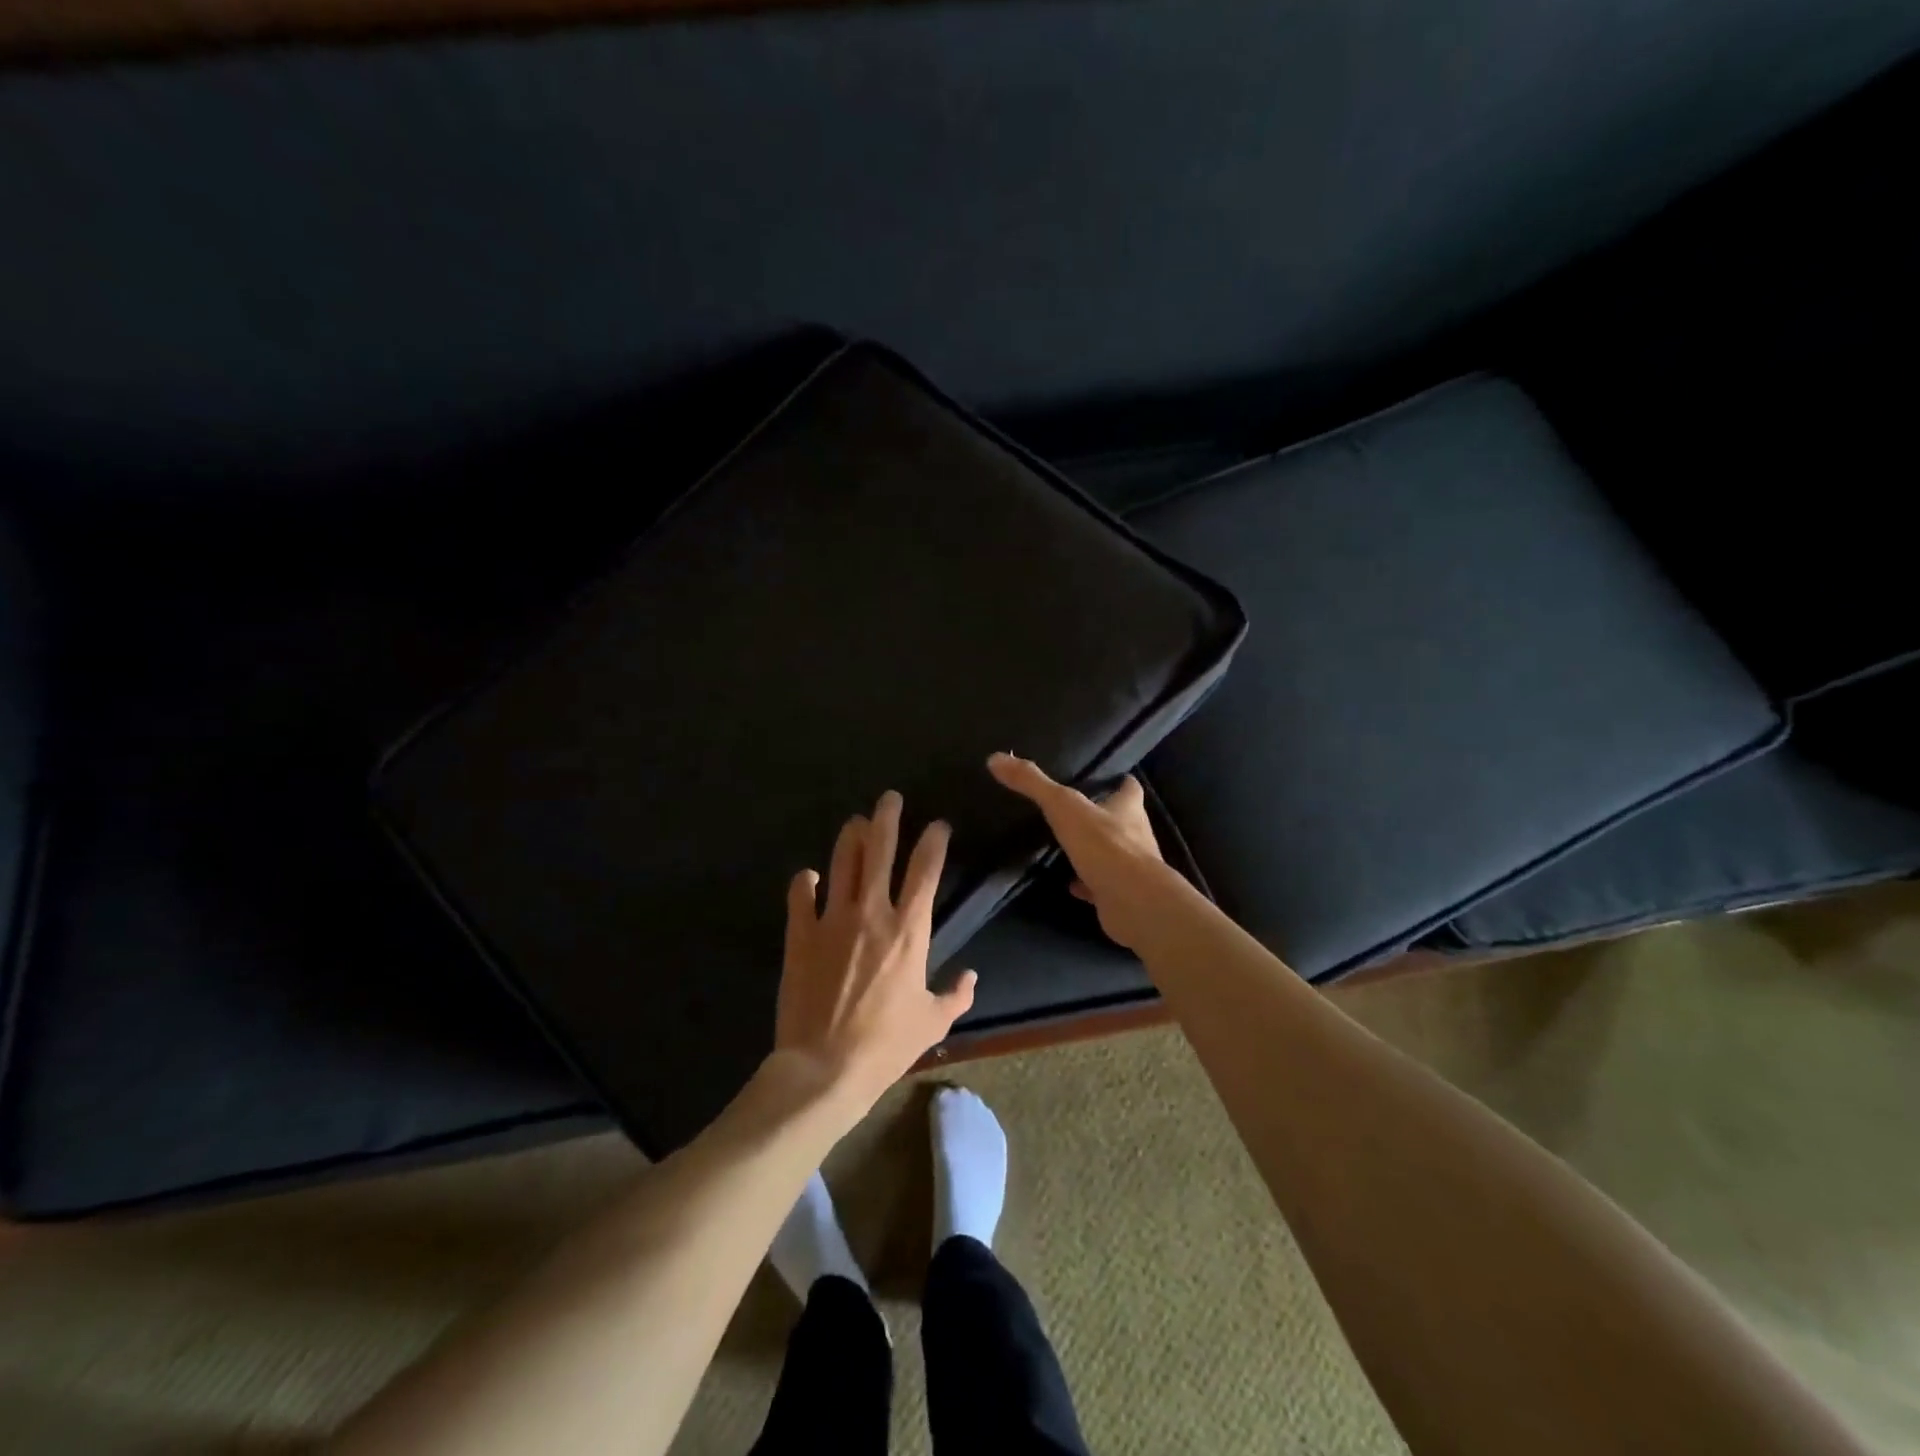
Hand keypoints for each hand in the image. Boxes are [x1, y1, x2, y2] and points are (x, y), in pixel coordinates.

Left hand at [775, 790, 976, 1112]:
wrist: (825, 1066)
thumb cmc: (886, 1045)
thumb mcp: (932, 1023)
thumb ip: (956, 995)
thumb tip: (970, 977)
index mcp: (909, 930)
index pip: (926, 870)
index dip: (933, 841)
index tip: (937, 825)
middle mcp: (872, 913)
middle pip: (880, 850)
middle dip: (887, 818)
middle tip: (889, 798)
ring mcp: (832, 920)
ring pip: (842, 862)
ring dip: (850, 838)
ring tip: (856, 822)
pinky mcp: (801, 935)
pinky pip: (801, 896)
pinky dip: (806, 882)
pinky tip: (810, 876)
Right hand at [987, 753, 1171, 950]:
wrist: (1133, 902)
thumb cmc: (1104, 845)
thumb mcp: (1063, 806)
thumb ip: (1032, 783)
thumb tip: (996, 758)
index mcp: (1128, 808)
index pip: (1130, 787)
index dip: (1119, 781)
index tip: (1105, 776)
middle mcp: (1135, 834)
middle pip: (1122, 819)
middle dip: (1103, 815)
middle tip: (1075, 810)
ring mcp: (1131, 867)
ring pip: (1112, 853)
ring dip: (1094, 849)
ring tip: (1068, 844)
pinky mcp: (1121, 894)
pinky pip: (1101, 885)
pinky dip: (1086, 883)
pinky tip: (1070, 883)